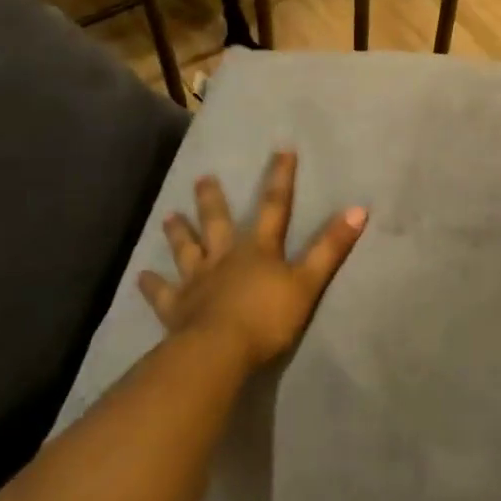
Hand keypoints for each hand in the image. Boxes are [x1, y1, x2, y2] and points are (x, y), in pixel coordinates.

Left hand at [140, 151, 366, 372]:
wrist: (220, 351)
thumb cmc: (268, 317)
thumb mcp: (308, 282)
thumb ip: (331, 247)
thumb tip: (359, 208)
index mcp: (258, 250)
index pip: (274, 207)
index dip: (280, 178)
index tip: (282, 149)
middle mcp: (224, 258)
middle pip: (218, 223)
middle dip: (212, 200)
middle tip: (203, 178)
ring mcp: (198, 282)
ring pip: (187, 251)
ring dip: (179, 233)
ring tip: (169, 216)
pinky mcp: (178, 309)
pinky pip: (162, 294)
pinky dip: (153, 285)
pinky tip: (141, 276)